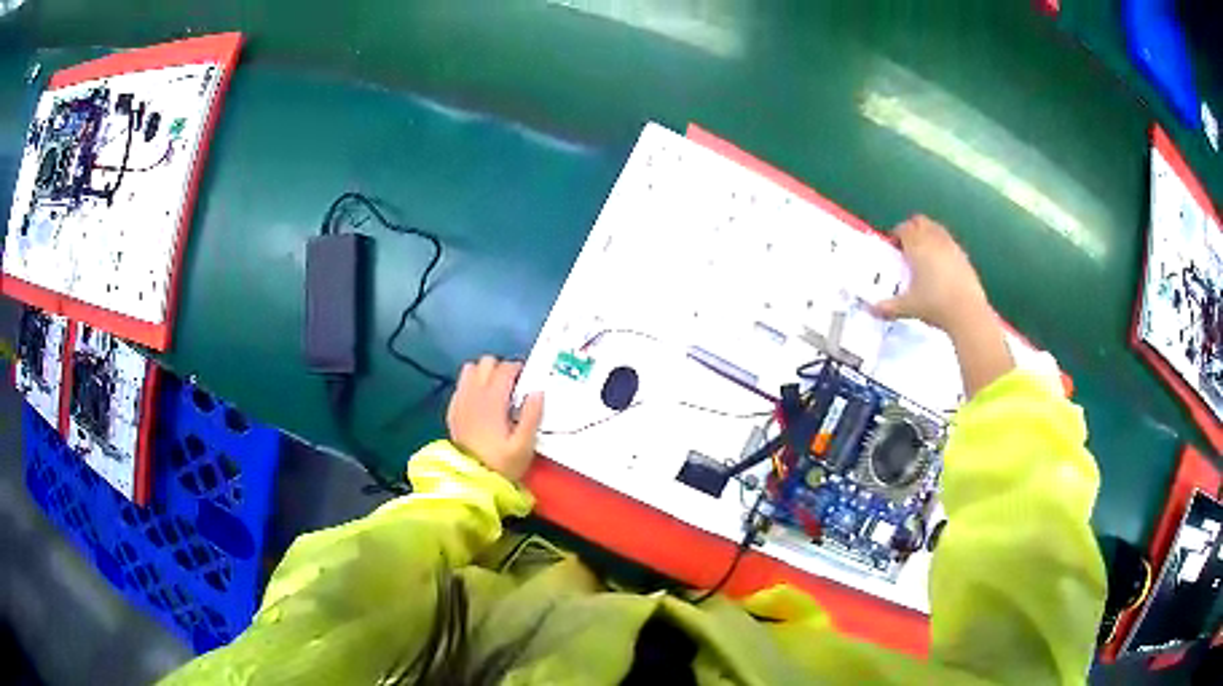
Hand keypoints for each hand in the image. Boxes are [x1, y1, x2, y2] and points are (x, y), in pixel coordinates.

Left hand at [446, 356, 543, 481]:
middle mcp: (474, 394)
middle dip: (501, 368)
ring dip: (484, 374)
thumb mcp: (523, 446)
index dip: (519, 370)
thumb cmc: (501, 464)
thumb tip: (537, 392)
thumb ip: (532, 416)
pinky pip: (461, 385)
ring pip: (471, 369)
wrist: (471, 479)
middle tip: (512, 386)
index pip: (505, 368)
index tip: (527, 382)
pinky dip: (471, 386)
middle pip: (487, 362)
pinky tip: (480, 402)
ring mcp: (460, 400)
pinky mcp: (453, 410)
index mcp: (493, 400)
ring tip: (495, 390)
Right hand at [872, 215, 991, 334]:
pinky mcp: (964, 256)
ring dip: (928, 234)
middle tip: (907, 246)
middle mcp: (933, 240)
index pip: (903, 228)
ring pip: (936, 228)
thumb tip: (872, 310)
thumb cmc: (934, 304)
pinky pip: (949, 242)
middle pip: (920, 221)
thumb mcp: (908, 307)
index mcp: (917, 246)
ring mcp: (951, 246)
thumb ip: (889, 307)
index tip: (893, 246)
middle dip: (912, 229)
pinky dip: (942, 246)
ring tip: (924, 253)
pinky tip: (941, 265)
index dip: (896, 235)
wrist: (967, 312)